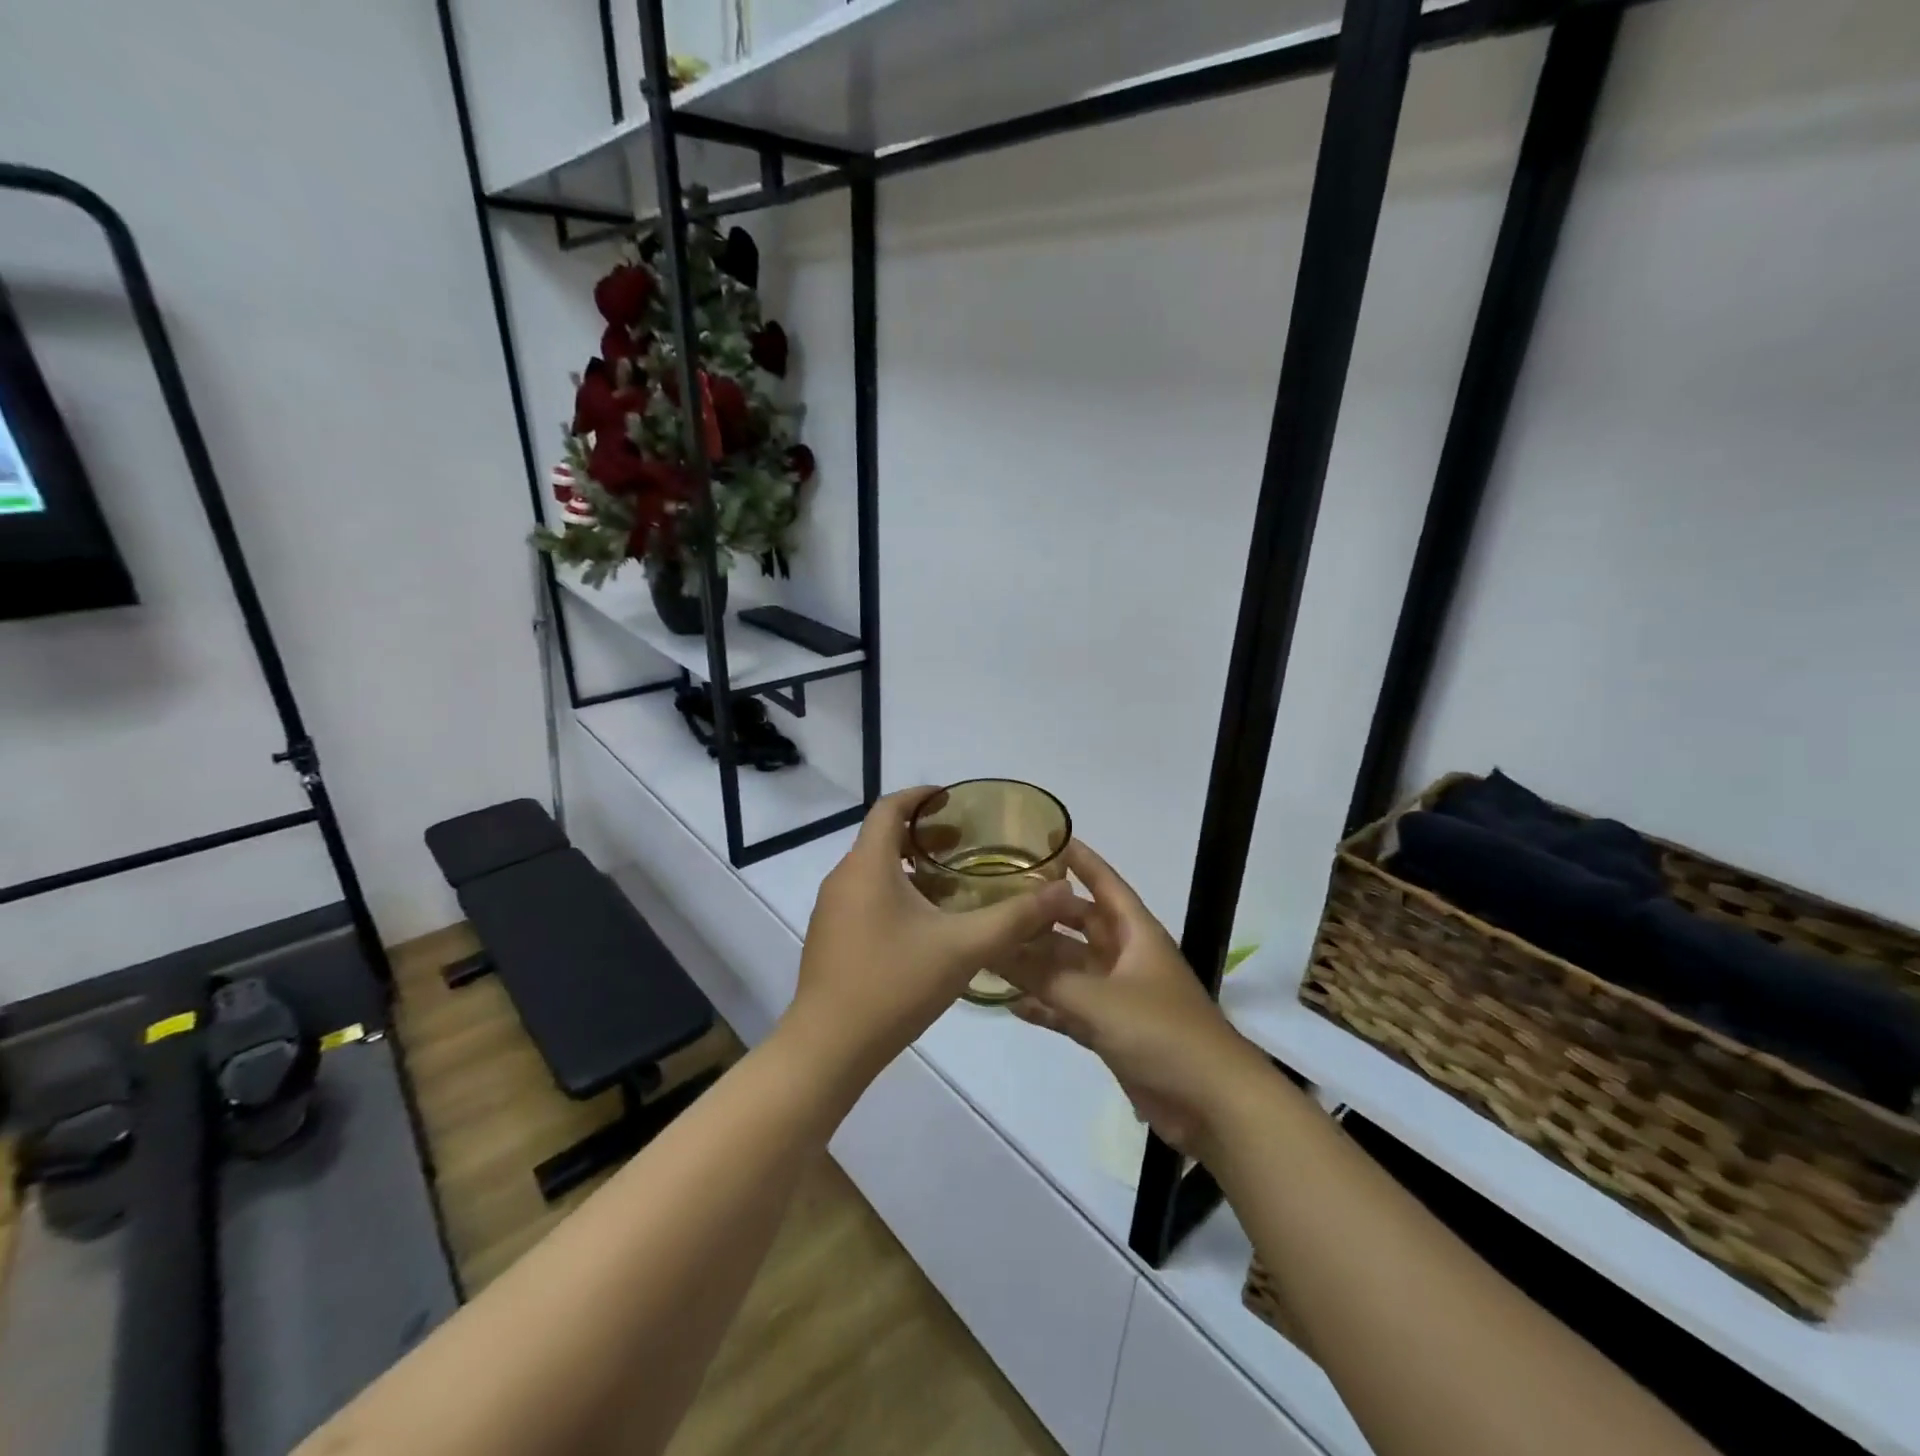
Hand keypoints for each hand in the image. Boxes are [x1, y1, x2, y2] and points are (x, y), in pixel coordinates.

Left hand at [786, 787, 1078, 1081]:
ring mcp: (831, 909)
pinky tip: (923, 925)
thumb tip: (1062, 891)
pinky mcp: (829, 936)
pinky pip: (863, 896)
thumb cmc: (894, 984)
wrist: (828, 1048)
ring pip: (873, 869)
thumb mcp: (963, 948)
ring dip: (910, 866)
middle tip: (964, 844)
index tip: (953, 800)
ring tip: (951, 884)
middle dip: (923, 835)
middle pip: (882, 837)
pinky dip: (894, 892)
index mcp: (867, 865)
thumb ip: (1015, 918)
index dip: (921, 796)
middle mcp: (842, 878)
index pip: (889, 807)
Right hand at [996, 841, 1268, 1156]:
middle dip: (1044, 914)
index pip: (1105, 884)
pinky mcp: (1112, 1032)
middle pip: (1080, 926)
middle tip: (1000, 899)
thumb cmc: (1162, 1032)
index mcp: (1136, 934)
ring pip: (1070, 969)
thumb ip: (1045, 976)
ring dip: (1038, 963)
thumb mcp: (1099, 999)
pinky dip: (1046, 1006)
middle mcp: (1126, 957)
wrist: (1212, 1104)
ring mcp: (1119, 996)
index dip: (1080, 860)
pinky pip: (1071, 1009)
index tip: (1046, 839)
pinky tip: (1011, 1003)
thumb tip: (995, 948)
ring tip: (993, 949)